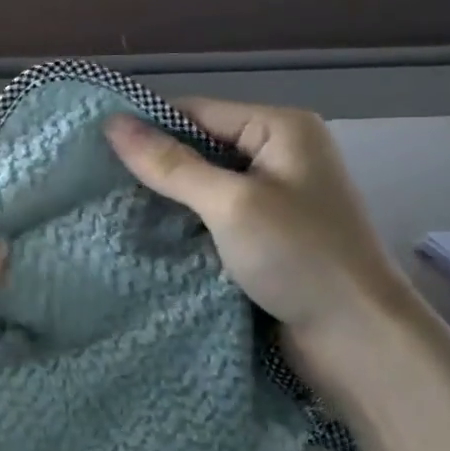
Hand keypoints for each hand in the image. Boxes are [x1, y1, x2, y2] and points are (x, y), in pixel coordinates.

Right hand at [105, 101, 412, 340]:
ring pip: (202, 185)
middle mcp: (278, 154)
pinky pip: (212, 215)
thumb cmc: (299, 257)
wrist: (357, 339)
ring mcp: (273, 197)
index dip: (147, 126)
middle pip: (199, 146)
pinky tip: (146, 233)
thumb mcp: (230, 204)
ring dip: (165, 199)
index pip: (197, 111)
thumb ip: (171, 165)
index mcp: (281, 128)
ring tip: (108, 206)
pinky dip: (183, 223)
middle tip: (94, 181)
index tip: (92, 145)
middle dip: (154, 166)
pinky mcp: (264, 234)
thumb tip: (112, 124)